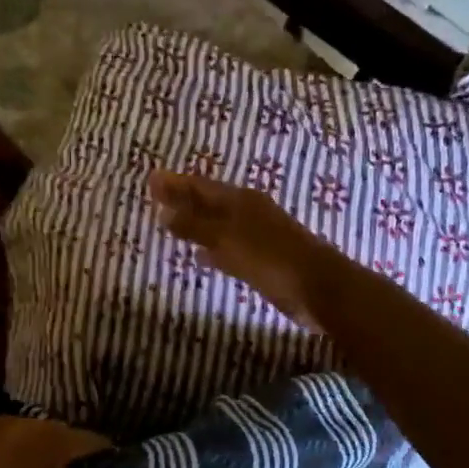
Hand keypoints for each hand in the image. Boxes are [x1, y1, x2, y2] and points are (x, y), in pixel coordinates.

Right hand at [149, 169, 341, 329]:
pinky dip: (212, 248)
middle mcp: (248, 212)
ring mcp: (257, 236)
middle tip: (156, 196)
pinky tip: (201, 257)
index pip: (200, 186)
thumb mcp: (228, 239)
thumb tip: (163, 210)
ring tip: (170, 223)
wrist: (318, 287)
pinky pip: (228, 248)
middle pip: (208, 202)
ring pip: (218, 224)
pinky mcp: (262, 260)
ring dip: (196, 223)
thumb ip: (195, 226)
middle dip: (183, 199)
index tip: (150, 179)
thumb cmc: (271, 258)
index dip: (175, 183)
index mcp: (240, 200)